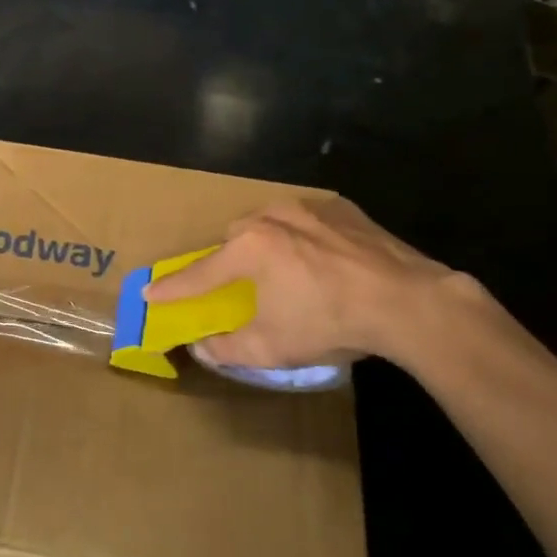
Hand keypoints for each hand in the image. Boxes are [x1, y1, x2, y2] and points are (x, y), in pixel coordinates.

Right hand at [143, 198, 474, 369]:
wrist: (408, 301)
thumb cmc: (330, 322)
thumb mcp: (273, 347)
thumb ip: (228, 348)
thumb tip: (201, 348)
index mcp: (249, 249)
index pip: (199, 273)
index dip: (172, 287)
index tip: (148, 291)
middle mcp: (272, 218)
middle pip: (235, 237)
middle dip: (229, 260)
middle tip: (240, 285)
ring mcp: (310, 208)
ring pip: (271, 221)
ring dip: (267, 243)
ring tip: (285, 271)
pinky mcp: (344, 209)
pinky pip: (309, 220)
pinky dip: (304, 237)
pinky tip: (323, 261)